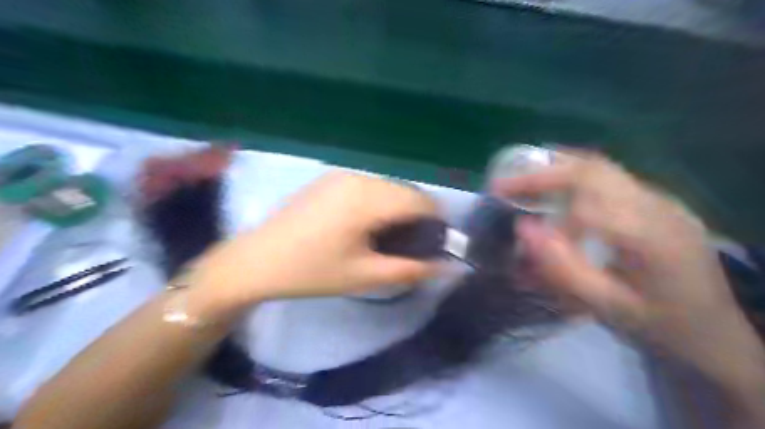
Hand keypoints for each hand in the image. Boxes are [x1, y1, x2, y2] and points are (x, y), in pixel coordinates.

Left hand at [195, 169, 439, 306]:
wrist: (257, 260)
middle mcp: (359, 178)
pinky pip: (370, 185)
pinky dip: (380, 202)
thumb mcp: (365, 275)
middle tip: (412, 245)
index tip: (436, 244)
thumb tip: (447, 266)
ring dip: (399, 208)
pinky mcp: (330, 179)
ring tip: (390, 237)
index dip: (437, 221)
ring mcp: (342, 175)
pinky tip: (368, 224)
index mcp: (368, 199)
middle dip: (419, 216)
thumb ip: (411, 269)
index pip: (421, 201)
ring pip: (389, 187)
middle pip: (406, 191)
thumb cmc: (312, 271)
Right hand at [493, 153, 761, 396]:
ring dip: (557, 168)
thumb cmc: (659, 325)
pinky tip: (555, 187)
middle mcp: (658, 206)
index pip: (583, 203)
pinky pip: (610, 177)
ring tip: (522, 178)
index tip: (503, 204)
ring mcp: (662, 200)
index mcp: (651, 237)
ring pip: (601, 167)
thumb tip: (522, 228)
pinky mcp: (658, 202)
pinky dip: (574, 176)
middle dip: (542, 173)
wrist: (717, 332)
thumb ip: (562, 268)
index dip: (539, 200)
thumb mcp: (607, 308)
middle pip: (593, 170)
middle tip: (505, 184)